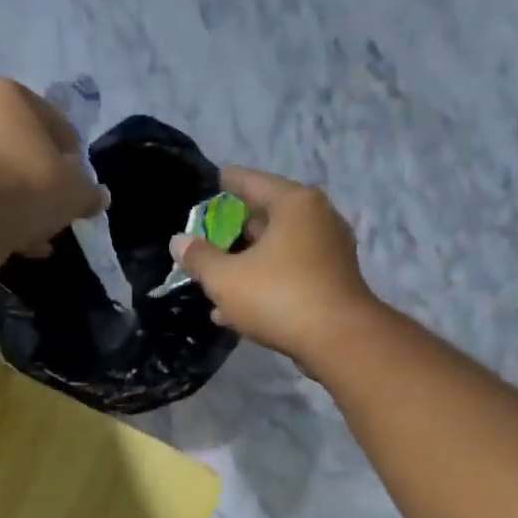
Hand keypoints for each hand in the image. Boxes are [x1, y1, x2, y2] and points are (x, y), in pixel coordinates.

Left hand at [0, 78, 108, 258]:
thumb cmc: (28, 183)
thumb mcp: (74, 190)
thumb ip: (89, 192)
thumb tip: (100, 197)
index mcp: (9, 94)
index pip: (54, 124)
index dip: (73, 159)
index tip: (80, 187)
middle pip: (23, 150)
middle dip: (43, 182)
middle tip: (58, 210)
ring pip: (2, 177)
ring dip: (22, 204)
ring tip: (40, 233)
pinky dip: (2, 218)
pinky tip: (20, 242)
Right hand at [169, 167, 381, 365]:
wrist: (338, 340)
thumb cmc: (279, 297)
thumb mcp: (226, 279)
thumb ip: (199, 258)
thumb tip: (179, 241)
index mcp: (294, 204)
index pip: (254, 182)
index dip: (230, 181)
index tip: (217, 178)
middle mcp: (318, 219)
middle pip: (269, 216)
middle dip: (239, 229)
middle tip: (213, 234)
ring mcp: (330, 252)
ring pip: (280, 250)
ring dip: (249, 264)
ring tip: (219, 277)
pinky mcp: (334, 283)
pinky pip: (291, 274)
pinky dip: (267, 282)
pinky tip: (239, 308)